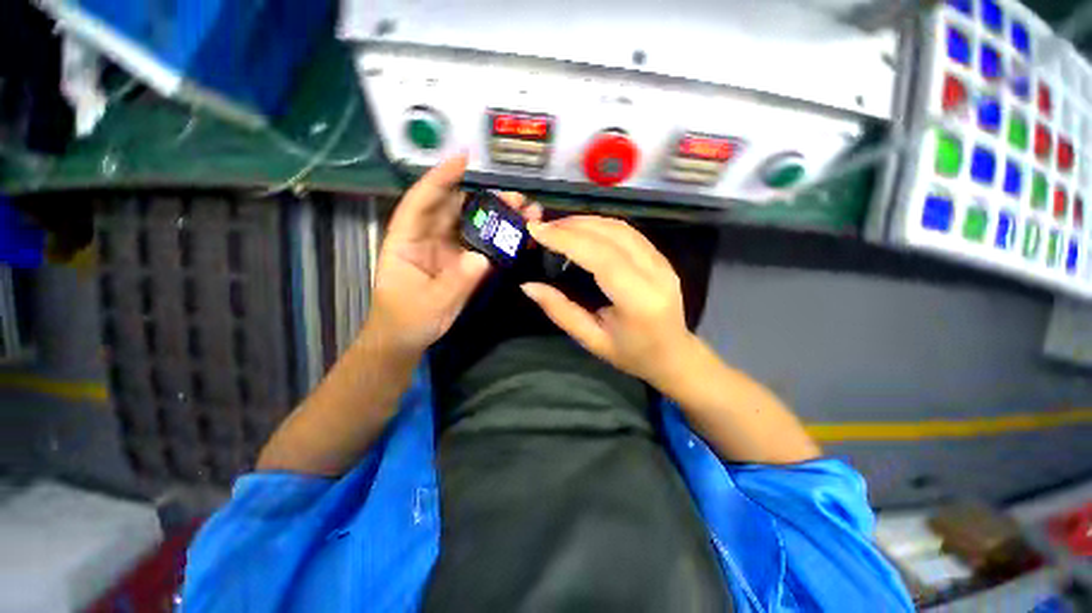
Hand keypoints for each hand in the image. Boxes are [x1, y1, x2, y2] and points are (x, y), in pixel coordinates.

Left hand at [369, 155, 538, 353]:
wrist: (408, 338)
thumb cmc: (407, 319)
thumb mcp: (430, 304)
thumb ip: (456, 282)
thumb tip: (483, 259)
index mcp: (407, 240)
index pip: (422, 202)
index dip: (441, 178)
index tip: (464, 159)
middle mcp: (428, 237)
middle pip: (456, 209)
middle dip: (486, 198)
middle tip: (517, 197)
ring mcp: (449, 249)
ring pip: (474, 225)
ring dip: (499, 217)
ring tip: (526, 213)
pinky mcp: (464, 262)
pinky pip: (484, 246)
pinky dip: (502, 240)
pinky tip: (521, 237)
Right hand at [521, 216, 697, 386]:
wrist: (674, 355)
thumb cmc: (631, 355)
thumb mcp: (591, 340)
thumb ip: (560, 311)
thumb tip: (528, 285)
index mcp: (638, 300)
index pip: (601, 257)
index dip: (567, 239)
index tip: (537, 230)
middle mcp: (655, 274)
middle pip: (611, 235)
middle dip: (572, 226)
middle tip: (542, 227)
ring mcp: (662, 262)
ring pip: (621, 228)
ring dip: (586, 222)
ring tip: (558, 227)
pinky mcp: (662, 257)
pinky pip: (628, 232)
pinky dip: (601, 225)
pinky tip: (582, 230)